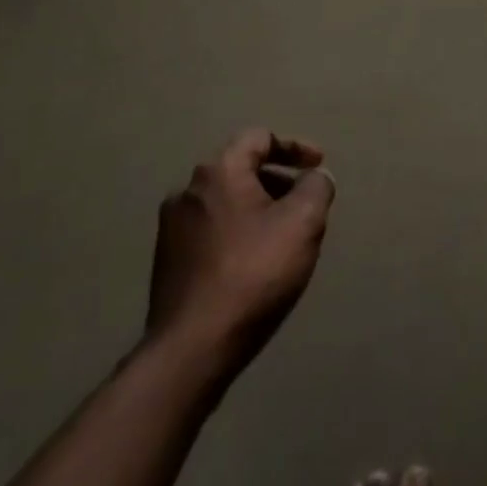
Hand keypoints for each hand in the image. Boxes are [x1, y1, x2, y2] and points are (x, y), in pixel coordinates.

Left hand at [146, 129, 335, 372]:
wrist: (193, 347)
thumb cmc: (253, 274)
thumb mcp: (302, 223)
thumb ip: (316, 188)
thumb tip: (315, 177)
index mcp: (218, 172)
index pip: (259, 138)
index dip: (295, 146)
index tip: (318, 165)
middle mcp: (188, 191)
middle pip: (241, 169)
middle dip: (279, 180)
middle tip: (306, 205)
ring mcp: (172, 228)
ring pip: (226, 202)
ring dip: (259, 208)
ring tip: (285, 237)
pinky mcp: (167, 262)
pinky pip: (212, 230)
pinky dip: (239, 232)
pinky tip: (256, 263)